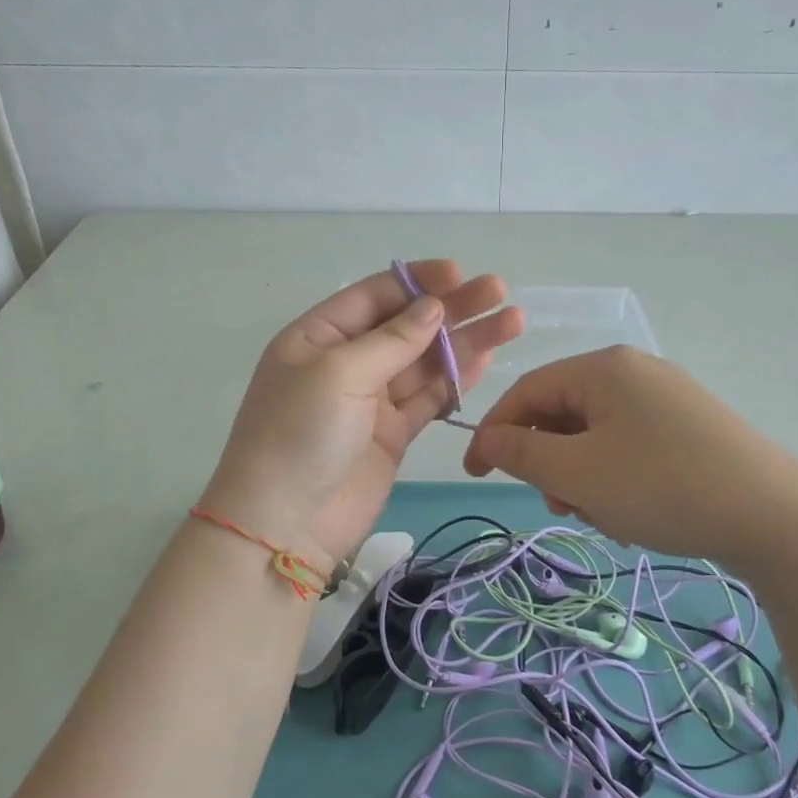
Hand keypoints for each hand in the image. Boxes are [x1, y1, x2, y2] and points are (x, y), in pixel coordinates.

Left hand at [203, 261, 522, 571]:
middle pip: (406, 326)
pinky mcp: (393, 434)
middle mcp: (346, 362)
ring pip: (425, 362)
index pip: (374, 295)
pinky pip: (429, 398)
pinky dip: (456, 380)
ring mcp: (371, 400)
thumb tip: (433, 307)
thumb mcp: (339, 373)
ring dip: (466, 342)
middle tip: (499, 292)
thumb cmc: (300, 434)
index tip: (460, 274)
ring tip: (512, 322)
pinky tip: (488, 359)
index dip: (417, 282)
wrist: (285, 524)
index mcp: (318, 336)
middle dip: (452, 308)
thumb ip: (392, 340)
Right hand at [463, 346, 793, 561]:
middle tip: (560, 507)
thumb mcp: (578, 473)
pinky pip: (630, 448)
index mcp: (604, 368)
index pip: (527, 391)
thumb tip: (486, 439)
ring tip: (605, 518)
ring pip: (597, 436)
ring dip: (584, 478)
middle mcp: (635, 372)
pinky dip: (617, 480)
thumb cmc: (661, 486)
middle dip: (551, 464)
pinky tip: (635, 515)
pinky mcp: (691, 429)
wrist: (775, 518)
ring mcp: (668, 400)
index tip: (476, 475)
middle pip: (563, 414)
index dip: (495, 432)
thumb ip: (521, 453)